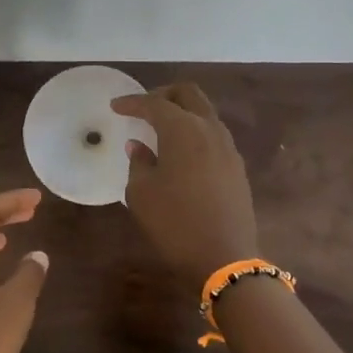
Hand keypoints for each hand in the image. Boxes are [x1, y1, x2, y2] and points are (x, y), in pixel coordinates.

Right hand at [113, 83, 258, 282]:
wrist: (224, 258)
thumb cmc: (174, 222)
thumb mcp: (141, 193)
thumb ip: (138, 162)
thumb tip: (139, 146)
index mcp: (183, 130)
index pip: (154, 104)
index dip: (132, 102)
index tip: (116, 106)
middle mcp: (209, 129)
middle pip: (188, 94)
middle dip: (163, 94)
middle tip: (143, 108)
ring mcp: (228, 147)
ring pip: (205, 113)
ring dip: (182, 113)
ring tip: (161, 130)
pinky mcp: (237, 166)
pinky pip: (213, 134)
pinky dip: (195, 132)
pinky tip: (181, 152)